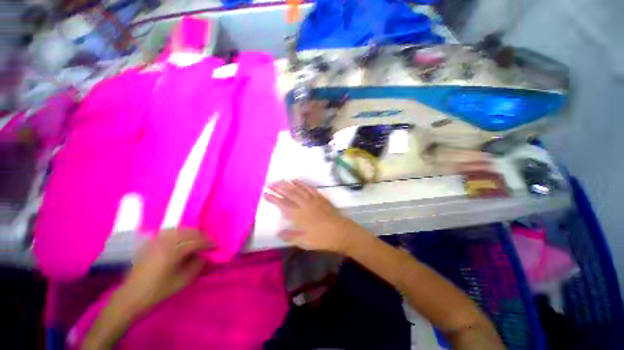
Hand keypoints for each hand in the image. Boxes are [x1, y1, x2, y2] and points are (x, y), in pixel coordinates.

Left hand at [121, 228, 213, 312]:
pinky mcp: (150, 244)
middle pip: (189, 232)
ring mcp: (156, 241)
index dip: (208, 243)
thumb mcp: (183, 281)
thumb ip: (197, 265)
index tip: (216, 246)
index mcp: (173, 251)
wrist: (131, 298)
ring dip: (191, 233)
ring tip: (197, 241)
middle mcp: (164, 242)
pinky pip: (169, 232)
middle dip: (201, 236)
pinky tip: (182, 239)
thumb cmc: (159, 291)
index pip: (196, 241)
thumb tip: (204, 255)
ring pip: (179, 230)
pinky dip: (179, 233)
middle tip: (208, 243)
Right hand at [264, 180, 361, 253]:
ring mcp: (313, 199)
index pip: (282, 204)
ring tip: (281, 180)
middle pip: (289, 193)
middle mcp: (304, 204)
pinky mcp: (320, 197)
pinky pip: (310, 187)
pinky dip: (302, 183)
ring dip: (289, 183)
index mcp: (299, 215)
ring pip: (299, 188)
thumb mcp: (304, 242)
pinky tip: (298, 181)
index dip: (273, 198)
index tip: (265, 194)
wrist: (341, 231)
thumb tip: (278, 232)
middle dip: (278, 187)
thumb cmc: (322, 238)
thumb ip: (290, 236)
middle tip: (270, 184)